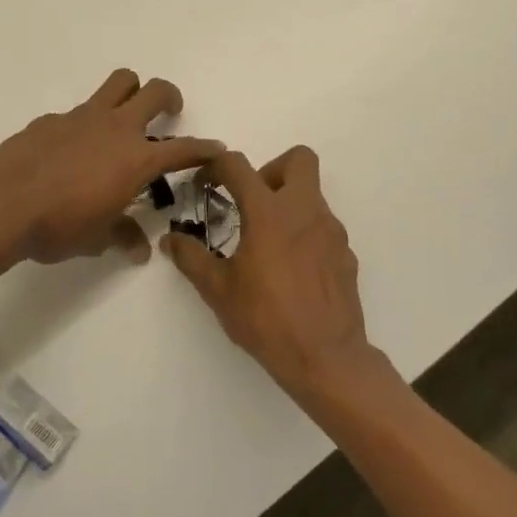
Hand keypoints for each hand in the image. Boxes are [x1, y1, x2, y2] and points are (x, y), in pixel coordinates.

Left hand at [0, 69, 222, 264]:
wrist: (2, 206)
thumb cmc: (58, 227)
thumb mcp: (96, 239)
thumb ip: (123, 236)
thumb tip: (139, 248)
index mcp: (136, 159)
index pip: (183, 149)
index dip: (204, 149)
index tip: (216, 149)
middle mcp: (115, 128)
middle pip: (155, 91)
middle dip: (170, 98)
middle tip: (168, 113)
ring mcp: (82, 117)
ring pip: (119, 82)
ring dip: (131, 92)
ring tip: (125, 115)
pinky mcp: (51, 119)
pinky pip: (78, 112)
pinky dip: (84, 124)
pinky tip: (69, 151)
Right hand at [163, 146, 380, 400]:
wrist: (326, 357)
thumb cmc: (266, 319)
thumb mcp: (218, 290)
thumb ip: (191, 258)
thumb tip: (170, 240)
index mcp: (269, 212)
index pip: (238, 165)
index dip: (216, 166)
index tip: (205, 182)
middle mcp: (304, 211)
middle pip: (298, 159)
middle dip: (272, 169)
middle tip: (252, 202)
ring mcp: (331, 232)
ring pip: (312, 194)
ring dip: (288, 204)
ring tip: (268, 243)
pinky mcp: (346, 254)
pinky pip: (323, 228)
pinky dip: (305, 234)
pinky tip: (292, 269)